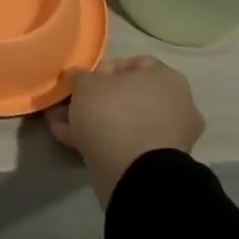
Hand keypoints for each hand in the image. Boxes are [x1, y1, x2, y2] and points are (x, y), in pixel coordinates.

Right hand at [46, 54, 205, 206]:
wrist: (135, 174)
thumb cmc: (114, 114)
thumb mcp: (85, 85)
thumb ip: (80, 76)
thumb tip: (78, 77)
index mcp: (166, 78)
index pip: (133, 64)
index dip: (103, 69)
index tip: (82, 81)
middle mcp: (176, 104)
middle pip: (127, 95)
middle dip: (94, 100)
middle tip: (69, 105)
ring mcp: (170, 136)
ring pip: (125, 121)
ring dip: (95, 121)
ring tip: (63, 125)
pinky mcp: (159, 162)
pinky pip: (126, 143)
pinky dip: (103, 141)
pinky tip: (72, 141)